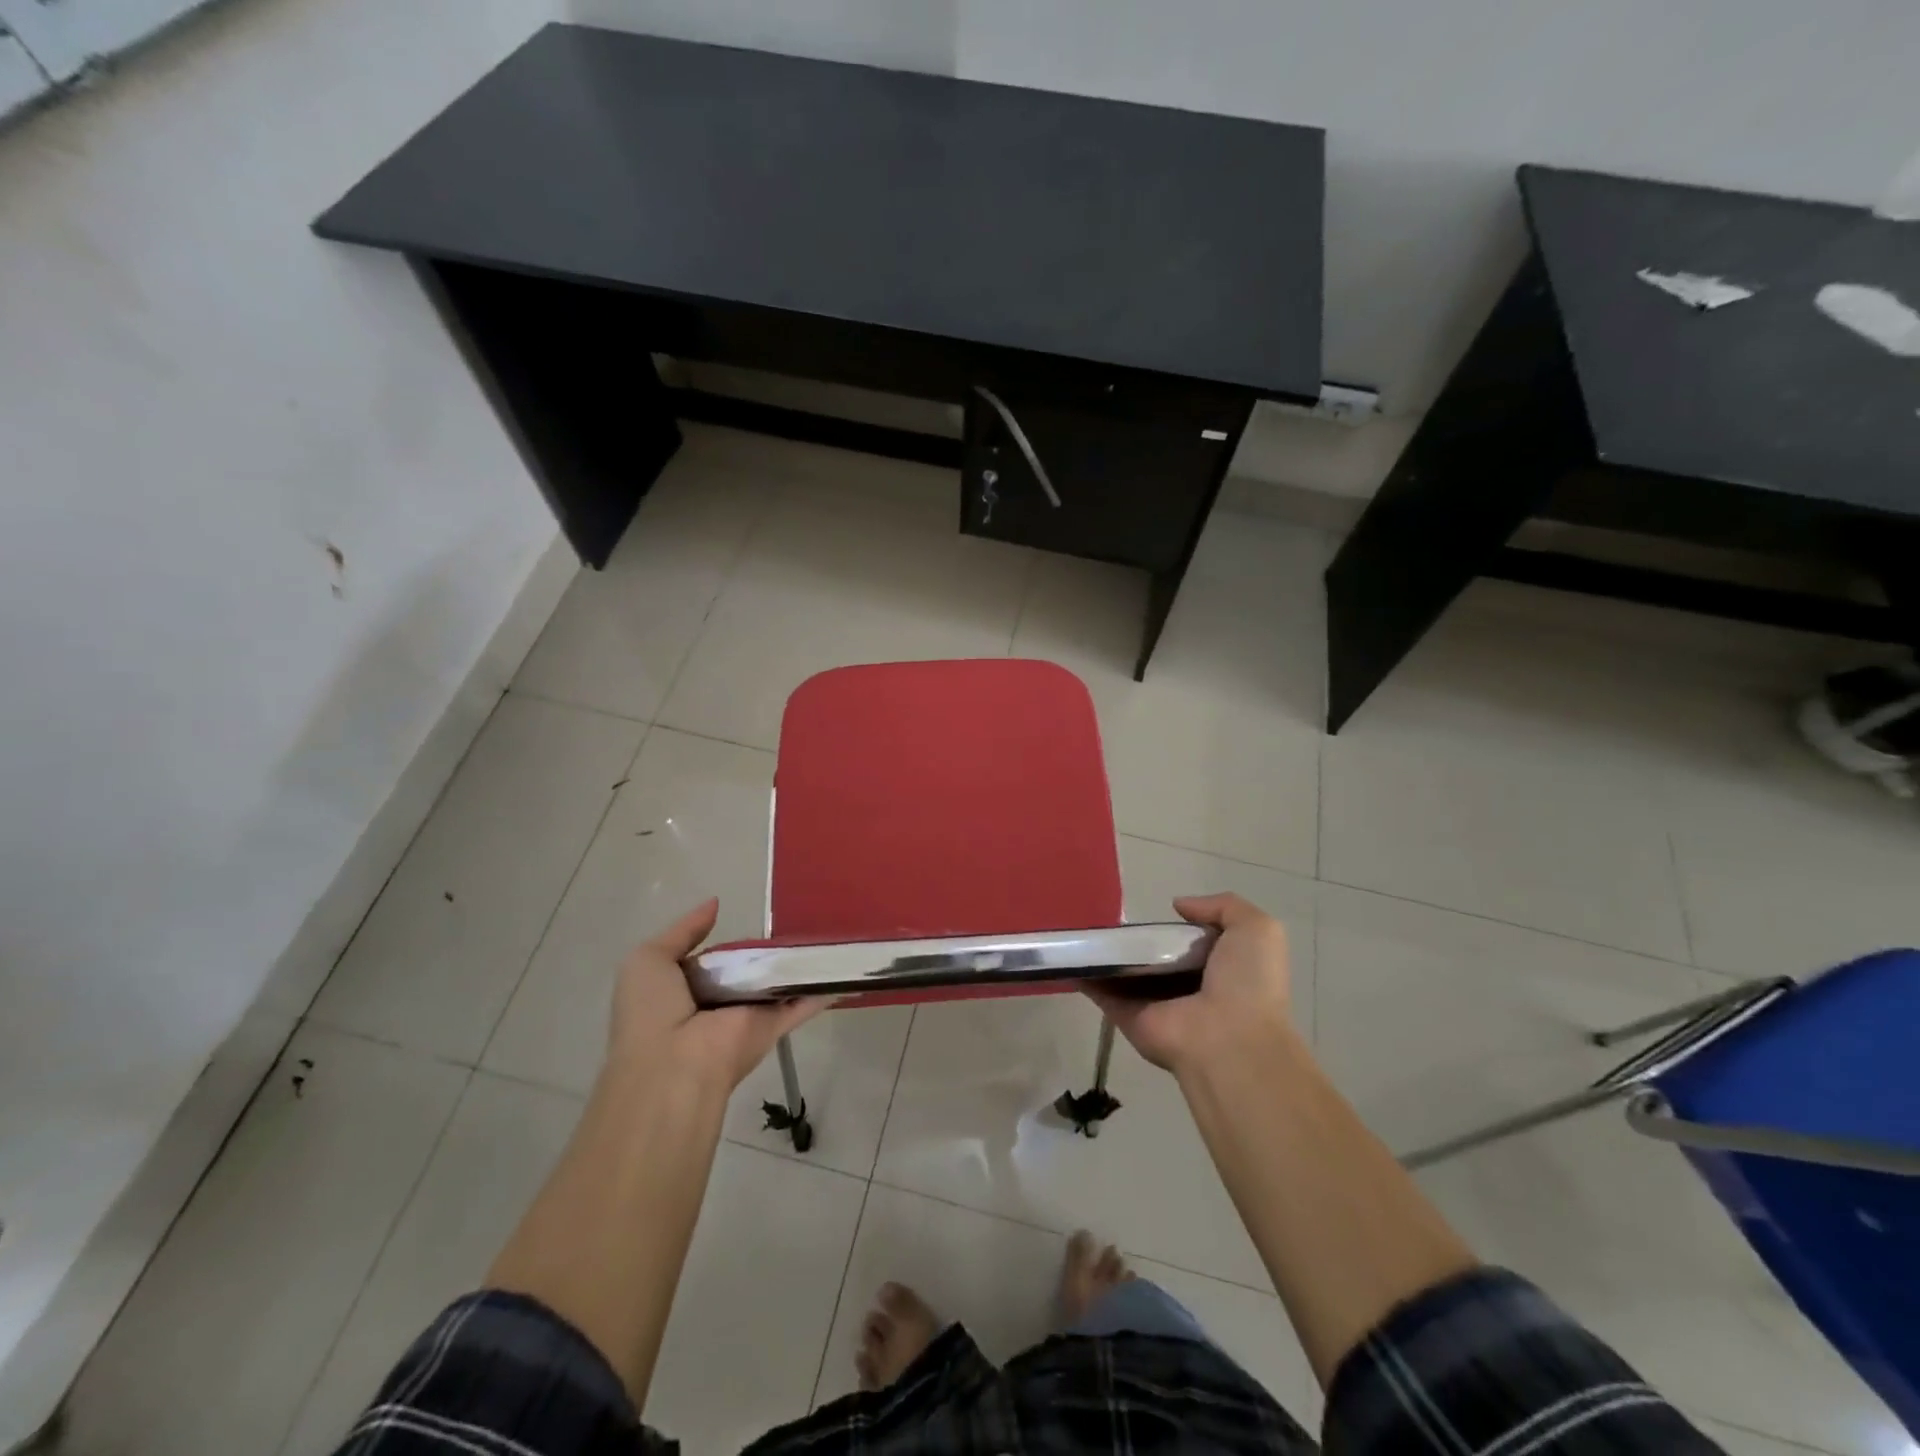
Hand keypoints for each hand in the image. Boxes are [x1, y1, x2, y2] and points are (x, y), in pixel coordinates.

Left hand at [608, 899, 822, 1092]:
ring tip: (829, 931)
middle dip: (769, 948)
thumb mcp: (649, 960)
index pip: (712, 959)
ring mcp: (749, 1014)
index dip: (729, 941)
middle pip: (749, 969)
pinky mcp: (774, 1025)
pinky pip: (803, 1002)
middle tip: (797, 916)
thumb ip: (684, 930)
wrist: (673, 1065)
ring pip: (779, 982)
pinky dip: (824, 987)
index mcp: (686, 989)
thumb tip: (716, 903)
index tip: (753, 919)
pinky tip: (846, 968)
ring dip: (800, 963)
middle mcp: (719, 1002)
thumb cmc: (653, 1011)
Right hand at [1085, 893, 1293, 1075]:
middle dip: (1135, 938)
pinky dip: (1081, 973)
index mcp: (1218, 970)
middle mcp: (1185, 988)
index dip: (1175, 926)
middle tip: (1110, 914)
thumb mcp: (1257, 930)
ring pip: (1123, 972)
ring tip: (1080, 924)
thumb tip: (1179, 906)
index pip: (1190, 943)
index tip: (1154, 910)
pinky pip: (1100, 991)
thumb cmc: (1248, 983)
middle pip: (1153, 957)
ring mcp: (1153, 1003)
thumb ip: (1224, 906)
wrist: (1229, 1040)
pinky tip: (1065, 952)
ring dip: (1103, 953)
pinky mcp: (1127, 1015)